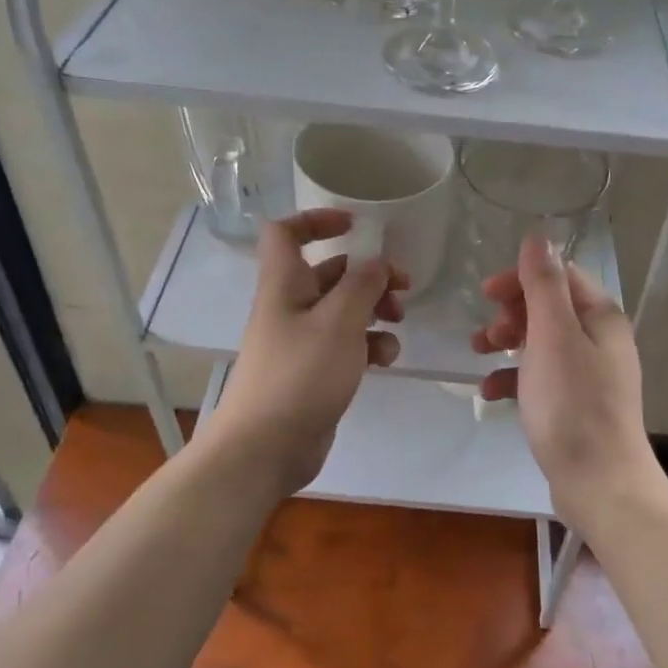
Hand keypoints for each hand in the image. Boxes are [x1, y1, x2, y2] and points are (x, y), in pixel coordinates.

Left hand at [201, 209, 406, 498]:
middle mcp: (290, 307)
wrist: (265, 447)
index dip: (317, 220)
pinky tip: (386, 359)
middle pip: (329, 273)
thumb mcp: (338, 322)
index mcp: (284, 284)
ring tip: (397, 322)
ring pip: (342, 310)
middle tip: (402, 286)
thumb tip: (377, 263)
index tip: (356, 225)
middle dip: (367, 274)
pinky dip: (368, 345)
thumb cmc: (300, 375)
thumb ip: (362, 285)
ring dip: (374, 310)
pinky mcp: (314, 373)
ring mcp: (301, 342)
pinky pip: (345, 346)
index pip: (286, 233)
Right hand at [471, 231, 657, 527]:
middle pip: (549, 307)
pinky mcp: (577, 405)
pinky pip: (541, 377)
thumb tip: (538, 237)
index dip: (521, 278)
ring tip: (479, 356)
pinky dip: (515, 378)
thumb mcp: (552, 336)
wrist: (600, 483)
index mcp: (600, 317)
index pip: (559, 275)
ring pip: (541, 342)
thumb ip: (543, 285)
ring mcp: (590, 374)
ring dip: (508, 343)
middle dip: (511, 313)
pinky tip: (492, 394)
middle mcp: (600, 339)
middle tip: (485, 335)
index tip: (486, 294)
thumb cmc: (572, 404)